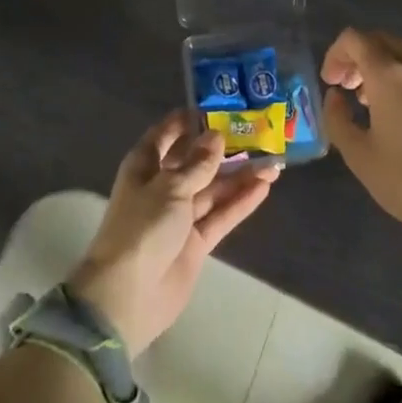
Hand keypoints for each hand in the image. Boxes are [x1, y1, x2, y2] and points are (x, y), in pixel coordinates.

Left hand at [67, 111, 279, 356]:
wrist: (128, 296)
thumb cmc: (142, 228)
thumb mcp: (170, 188)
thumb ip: (197, 164)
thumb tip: (216, 136)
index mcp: (145, 165)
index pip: (166, 134)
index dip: (188, 121)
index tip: (216, 106)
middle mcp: (162, 186)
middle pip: (196, 162)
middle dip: (223, 149)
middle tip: (256, 133)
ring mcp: (180, 216)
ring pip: (213, 189)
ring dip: (240, 176)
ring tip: (273, 161)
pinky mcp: (195, 242)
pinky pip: (221, 216)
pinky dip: (240, 203)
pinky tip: (264, 187)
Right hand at [321, 28, 401, 258]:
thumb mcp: (360, 157)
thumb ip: (337, 119)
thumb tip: (335, 96)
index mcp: (390, 76)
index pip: (355, 39)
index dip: (335, 54)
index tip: (330, 83)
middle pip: (381, 40)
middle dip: (357, 56)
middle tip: (347, 87)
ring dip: (382, 66)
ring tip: (371, 102)